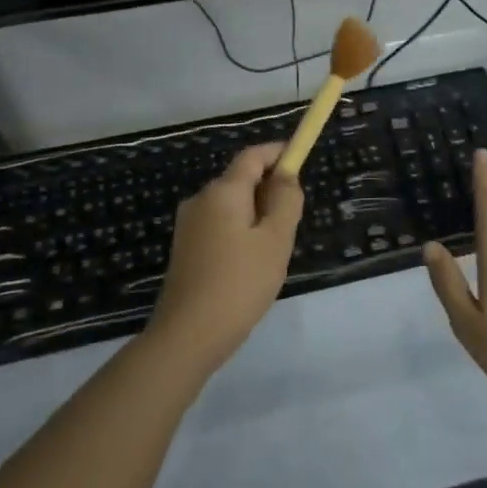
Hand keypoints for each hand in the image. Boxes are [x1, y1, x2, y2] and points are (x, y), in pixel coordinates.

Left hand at [146, 142, 303, 374]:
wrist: (188, 335)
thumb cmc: (240, 283)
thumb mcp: (275, 240)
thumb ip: (286, 201)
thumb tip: (287, 175)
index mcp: (223, 191)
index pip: (252, 156)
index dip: (278, 152)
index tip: (301, 157)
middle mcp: (201, 200)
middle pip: (241, 180)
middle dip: (270, 189)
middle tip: (293, 221)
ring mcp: (189, 225)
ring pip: (232, 206)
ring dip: (257, 214)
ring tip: (274, 250)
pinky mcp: (185, 249)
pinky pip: (220, 226)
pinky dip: (241, 232)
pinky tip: (251, 265)